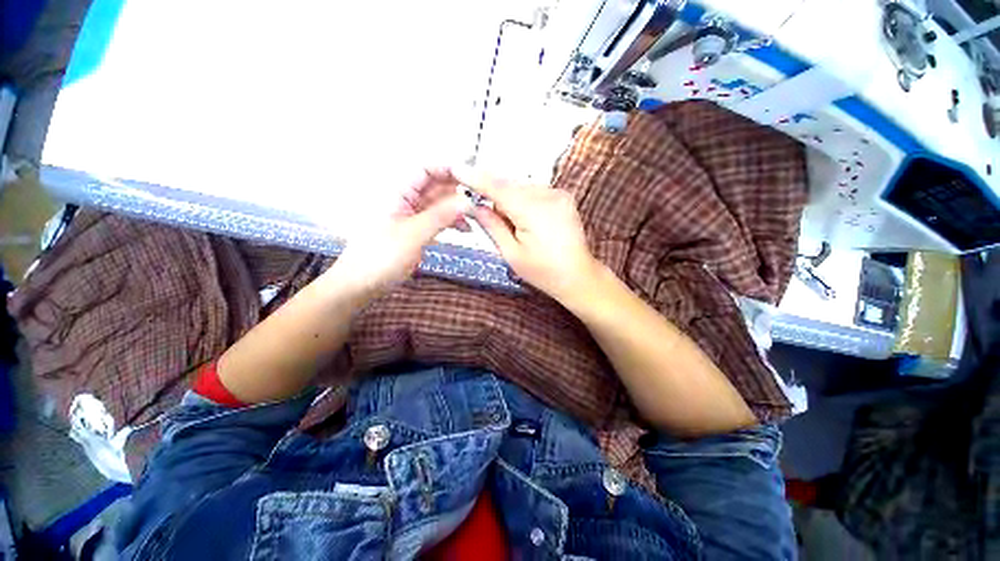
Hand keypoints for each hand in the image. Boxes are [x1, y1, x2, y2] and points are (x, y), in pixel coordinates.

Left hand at [327, 168, 471, 297]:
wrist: (362, 283)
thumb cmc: (380, 257)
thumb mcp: (414, 234)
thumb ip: (441, 216)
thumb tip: (467, 201)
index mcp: (398, 192)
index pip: (426, 170)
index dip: (449, 169)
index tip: (472, 177)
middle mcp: (406, 200)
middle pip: (436, 186)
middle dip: (458, 191)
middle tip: (480, 199)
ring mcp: (412, 216)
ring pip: (440, 204)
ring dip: (458, 208)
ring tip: (476, 217)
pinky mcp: (416, 230)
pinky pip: (438, 219)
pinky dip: (452, 222)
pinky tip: (464, 229)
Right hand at [454, 168, 598, 301]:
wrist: (578, 276)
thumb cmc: (544, 272)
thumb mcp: (512, 254)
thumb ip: (492, 226)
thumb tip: (474, 206)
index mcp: (534, 211)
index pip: (498, 188)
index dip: (476, 178)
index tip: (456, 168)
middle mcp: (548, 195)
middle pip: (510, 186)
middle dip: (494, 196)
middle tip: (487, 215)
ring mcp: (559, 193)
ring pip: (521, 187)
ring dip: (509, 200)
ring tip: (514, 226)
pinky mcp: (564, 196)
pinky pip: (534, 191)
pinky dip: (523, 200)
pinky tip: (526, 220)